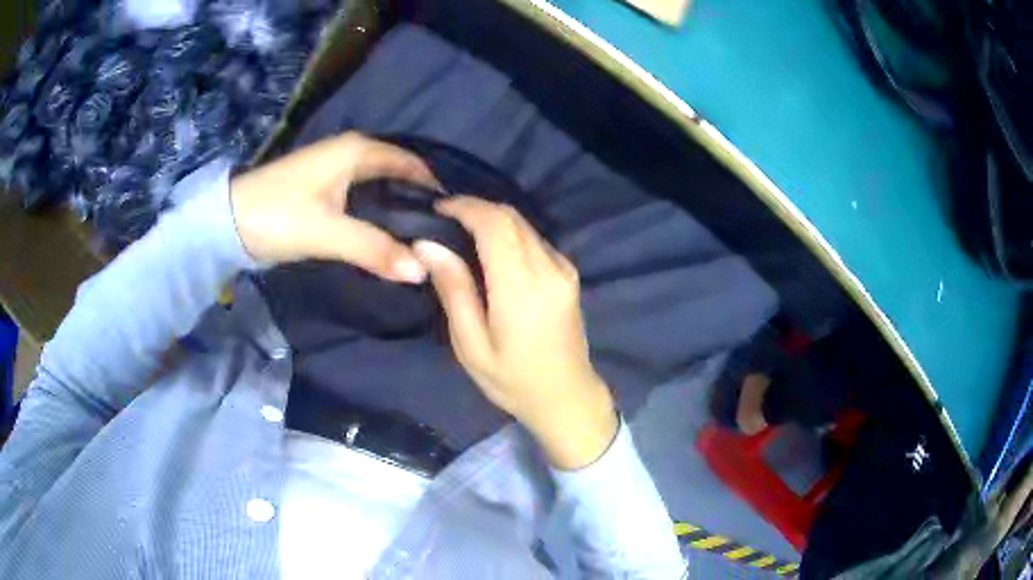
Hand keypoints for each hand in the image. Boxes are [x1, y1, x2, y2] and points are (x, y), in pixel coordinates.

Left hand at [230, 132, 436, 281]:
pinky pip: (364, 193)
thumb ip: (374, 249)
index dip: (433, 187)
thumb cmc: (277, 216)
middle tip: (440, 234)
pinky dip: (378, 210)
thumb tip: (422, 271)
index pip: (411, 162)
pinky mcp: (323, 187)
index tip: (454, 219)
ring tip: (419, 238)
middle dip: (419, 198)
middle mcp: (350, 151)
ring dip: (398, 206)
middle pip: (398, 171)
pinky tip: (386, 234)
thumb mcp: (327, 233)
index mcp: (356, 151)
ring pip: (380, 183)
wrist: (226, 222)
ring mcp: (335, 168)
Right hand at [414, 197, 617, 469]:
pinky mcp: (568, 273)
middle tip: (443, 219)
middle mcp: (548, 268)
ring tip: (460, 232)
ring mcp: (563, 269)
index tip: (437, 208)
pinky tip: (488, 251)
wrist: (567, 397)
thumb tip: (428, 244)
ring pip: (524, 224)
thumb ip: (454, 290)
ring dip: (492, 220)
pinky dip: (508, 234)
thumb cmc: (513, 380)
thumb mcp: (471, 345)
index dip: (465, 207)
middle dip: (476, 208)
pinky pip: (534, 239)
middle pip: (511, 217)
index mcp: (522, 287)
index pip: (495, 224)